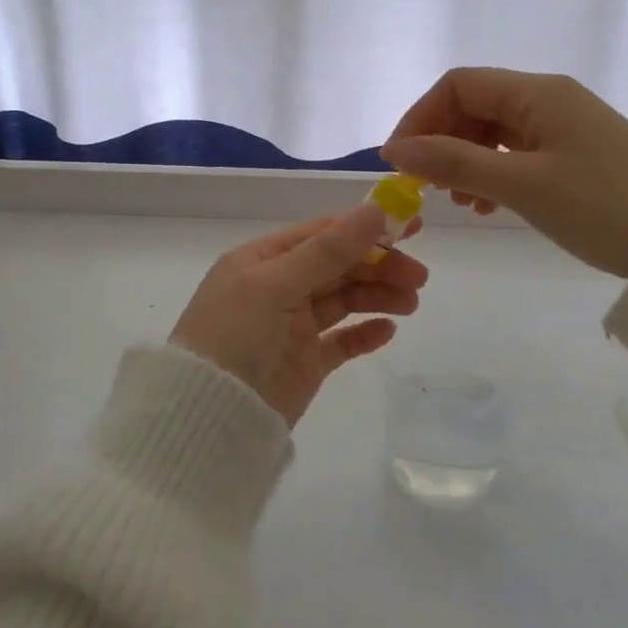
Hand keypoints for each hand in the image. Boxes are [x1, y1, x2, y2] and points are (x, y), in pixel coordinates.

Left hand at [170, 205, 428, 425]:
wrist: (208, 418)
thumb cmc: (235, 337)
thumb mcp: (277, 285)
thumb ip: (329, 250)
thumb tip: (376, 209)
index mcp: (262, 260)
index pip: (322, 234)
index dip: (366, 227)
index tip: (412, 225)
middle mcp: (278, 287)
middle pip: (338, 266)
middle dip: (379, 266)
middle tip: (419, 276)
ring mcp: (292, 326)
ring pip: (344, 300)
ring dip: (378, 296)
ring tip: (410, 303)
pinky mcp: (305, 362)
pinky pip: (342, 341)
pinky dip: (365, 333)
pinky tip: (388, 331)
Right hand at [382, 68, 627, 278]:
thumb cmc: (600, 208)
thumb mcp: (520, 186)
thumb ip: (454, 163)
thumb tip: (396, 149)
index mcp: (537, 92)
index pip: (459, 85)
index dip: (420, 117)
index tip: (399, 161)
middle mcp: (550, 98)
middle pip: (475, 104)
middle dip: (441, 140)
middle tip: (425, 186)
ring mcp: (566, 125)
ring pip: (496, 130)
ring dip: (466, 159)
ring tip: (458, 202)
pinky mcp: (577, 152)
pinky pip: (520, 151)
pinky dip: (494, 172)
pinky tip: (488, 204)